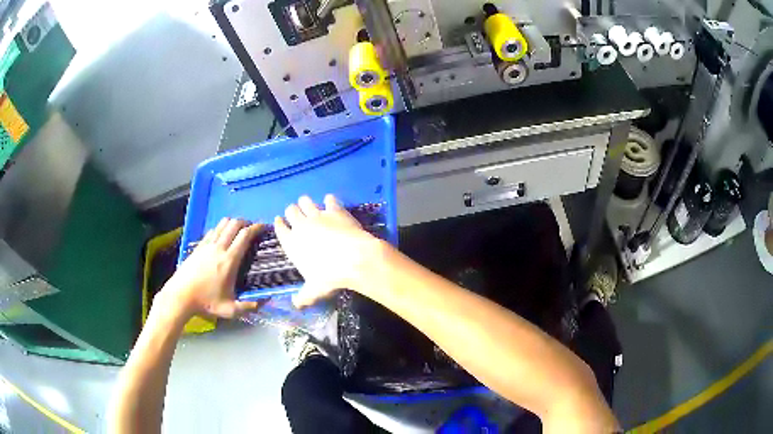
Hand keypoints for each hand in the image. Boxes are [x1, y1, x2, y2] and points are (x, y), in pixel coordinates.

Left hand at [156, 218, 263, 319]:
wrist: (180, 296)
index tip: (264, 227)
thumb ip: (249, 306)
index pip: (245, 235)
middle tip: (252, 229)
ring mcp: (207, 245)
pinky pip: (212, 231)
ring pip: (222, 224)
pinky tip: (222, 238)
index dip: (256, 228)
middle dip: (246, 223)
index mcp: (229, 261)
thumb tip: (267, 301)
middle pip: (234, 224)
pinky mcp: (198, 246)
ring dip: (233, 224)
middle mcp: (219, 248)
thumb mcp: (230, 310)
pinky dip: (221, 229)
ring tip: (238, 231)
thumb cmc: (205, 303)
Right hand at [275, 195, 383, 307]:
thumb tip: (296, 305)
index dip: (279, 224)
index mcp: (292, 243)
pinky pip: (328, 200)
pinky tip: (330, 201)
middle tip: (295, 213)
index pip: (280, 229)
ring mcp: (318, 215)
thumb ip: (303, 297)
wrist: (354, 258)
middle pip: (291, 211)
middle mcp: (301, 225)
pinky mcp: (335, 210)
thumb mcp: (314, 290)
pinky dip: (328, 200)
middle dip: (292, 211)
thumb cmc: (330, 276)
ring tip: (308, 204)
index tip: (279, 221)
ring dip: (305, 202)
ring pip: (306, 202)